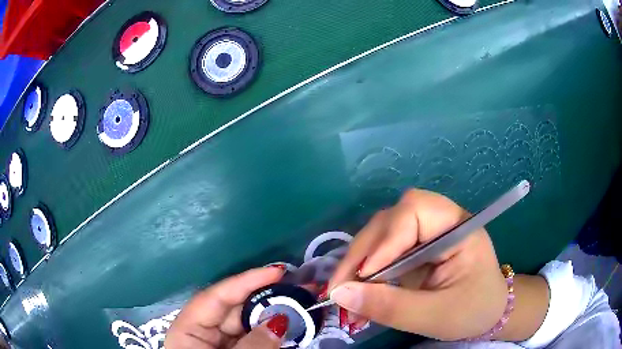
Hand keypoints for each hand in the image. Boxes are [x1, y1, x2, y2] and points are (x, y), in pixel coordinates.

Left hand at [165, 267, 287, 348]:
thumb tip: (279, 320)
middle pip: (234, 309)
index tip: (277, 271)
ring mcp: (219, 344)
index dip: (245, 281)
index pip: (214, 298)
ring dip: (273, 316)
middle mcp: (201, 333)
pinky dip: (272, 334)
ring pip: (247, 324)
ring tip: (301, 306)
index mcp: (187, 331)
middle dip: (266, 299)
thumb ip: (254, 346)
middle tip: (299, 289)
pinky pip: (254, 338)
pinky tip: (291, 327)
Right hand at [328, 189, 507, 340]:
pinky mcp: (416, 248)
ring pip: (383, 231)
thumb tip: (340, 294)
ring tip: (345, 289)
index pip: (415, 211)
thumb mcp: (435, 315)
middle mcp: (440, 222)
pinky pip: (384, 248)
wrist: (488, 312)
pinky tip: (358, 287)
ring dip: (360, 259)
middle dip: (364, 251)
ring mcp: (427, 234)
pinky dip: (366, 267)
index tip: (364, 276)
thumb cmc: (473, 311)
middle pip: (393, 218)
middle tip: (340, 286)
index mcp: (458, 228)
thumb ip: (391, 306)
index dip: (386, 240)